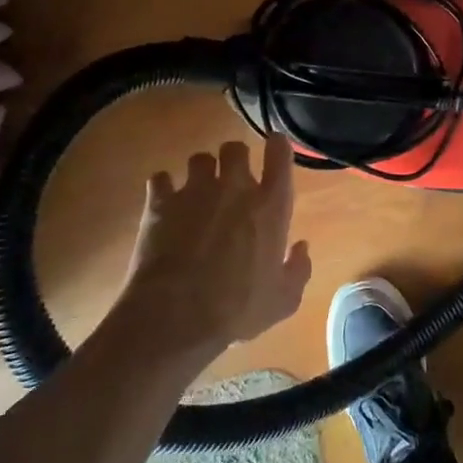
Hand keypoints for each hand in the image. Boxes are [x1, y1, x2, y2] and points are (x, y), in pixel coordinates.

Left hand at [117, 134, 312, 358]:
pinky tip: (164, 204)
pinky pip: (161, 178)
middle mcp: (234, 187)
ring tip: (197, 192)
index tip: (274, 147)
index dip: (277, 146)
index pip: (279, 155)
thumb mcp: (283, 300)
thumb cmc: (237, 308)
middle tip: (231, 179)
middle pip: (235, 148)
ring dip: (200, 172)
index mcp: (270, 206)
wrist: (176, 316)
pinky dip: (164, 188)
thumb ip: (298, 269)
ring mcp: (194, 191)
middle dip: (234, 159)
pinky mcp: (160, 202)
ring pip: (199, 158)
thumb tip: (301, 247)